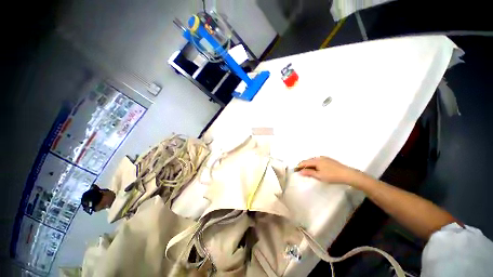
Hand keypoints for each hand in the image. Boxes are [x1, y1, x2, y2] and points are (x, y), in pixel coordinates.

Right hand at [295, 156, 358, 183]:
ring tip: (308, 171)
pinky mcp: (329, 160)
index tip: (295, 170)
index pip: (304, 162)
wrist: (348, 174)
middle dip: (304, 166)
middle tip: (301, 172)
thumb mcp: (319, 176)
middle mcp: (319, 157)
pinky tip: (316, 169)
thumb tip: (300, 172)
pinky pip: (318, 161)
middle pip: (308, 161)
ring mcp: (325, 158)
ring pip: (313, 161)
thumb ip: (309, 173)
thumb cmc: (332, 176)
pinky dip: (314, 165)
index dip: (299, 166)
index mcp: (316, 160)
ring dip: (309, 165)